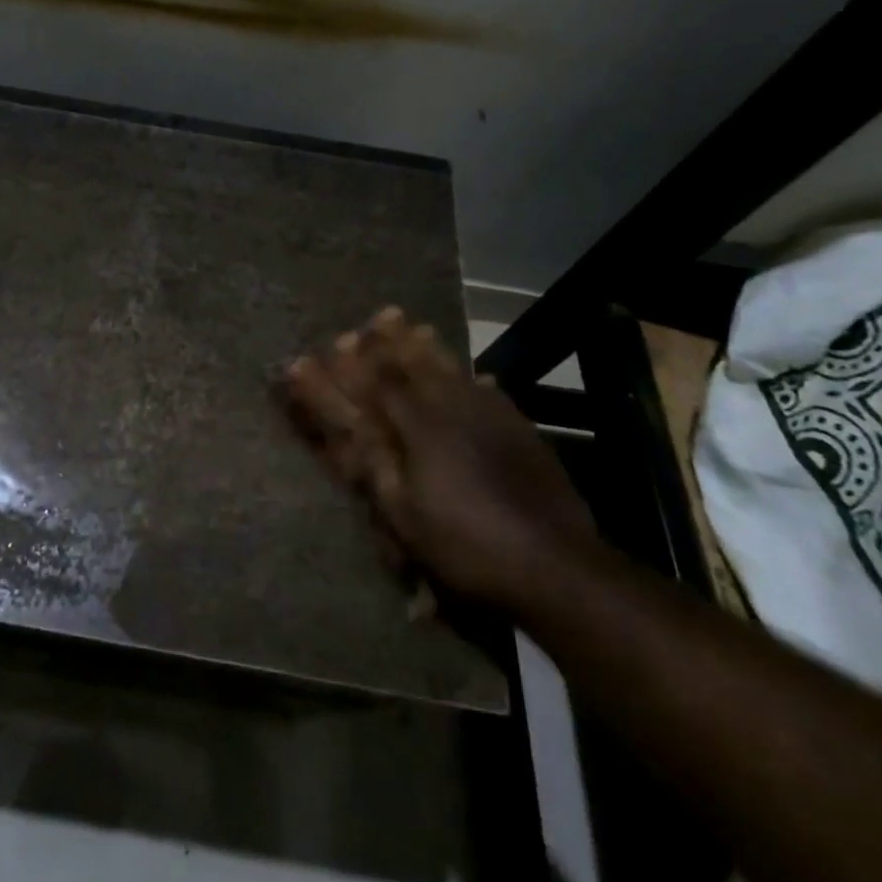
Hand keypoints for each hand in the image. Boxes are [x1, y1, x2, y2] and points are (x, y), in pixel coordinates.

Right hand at [285, 307, 600, 609]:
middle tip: (378, 316)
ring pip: (452, 372)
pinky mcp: (520, 432)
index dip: (347, 370)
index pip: (375, 387)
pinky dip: (477, 380)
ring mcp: (490, 418)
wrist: (557, 565)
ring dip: (430, 348)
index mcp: (420, 429)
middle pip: (415, 366)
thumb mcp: (406, 516)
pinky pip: (491, 392)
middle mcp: (452, 411)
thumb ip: (376, 465)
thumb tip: (349, 427)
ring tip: (416, 325)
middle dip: (392, 342)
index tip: (324, 349)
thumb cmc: (467, 546)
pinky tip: (479, 376)